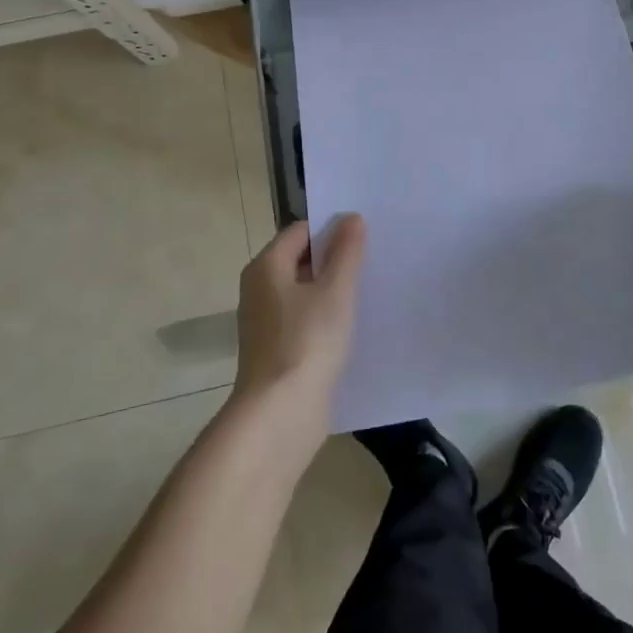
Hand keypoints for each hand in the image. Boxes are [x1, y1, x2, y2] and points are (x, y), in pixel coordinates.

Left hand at [232, 215, 365, 434]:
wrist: (280, 415)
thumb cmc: (307, 342)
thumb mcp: (335, 291)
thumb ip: (346, 252)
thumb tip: (351, 218)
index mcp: (266, 267)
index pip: (301, 231)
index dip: (332, 229)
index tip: (365, 237)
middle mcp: (259, 289)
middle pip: (301, 260)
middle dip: (335, 259)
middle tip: (372, 260)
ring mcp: (266, 322)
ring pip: (304, 292)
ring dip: (332, 289)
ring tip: (369, 290)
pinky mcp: (277, 350)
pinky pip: (304, 319)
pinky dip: (325, 317)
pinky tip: (353, 325)